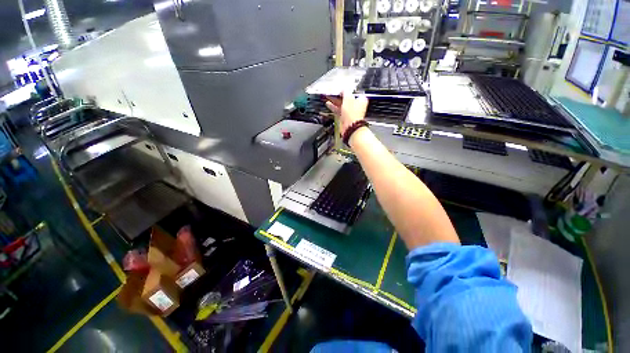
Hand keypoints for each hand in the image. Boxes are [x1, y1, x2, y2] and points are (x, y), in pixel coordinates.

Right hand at [325, 92, 368, 135]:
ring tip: (329, 98)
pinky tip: (329, 105)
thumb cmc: (353, 114)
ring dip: (335, 102)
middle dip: (340, 96)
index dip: (347, 91)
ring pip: (342, 105)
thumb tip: (344, 90)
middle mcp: (357, 106)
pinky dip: (334, 108)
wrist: (350, 127)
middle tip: (334, 93)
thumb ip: (346, 92)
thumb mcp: (348, 98)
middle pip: (347, 99)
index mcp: (361, 100)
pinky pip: (339, 111)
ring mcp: (350, 113)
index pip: (354, 93)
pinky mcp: (345, 118)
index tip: (341, 89)